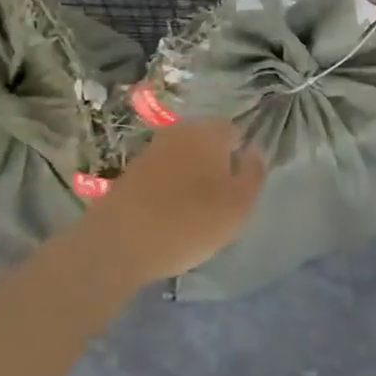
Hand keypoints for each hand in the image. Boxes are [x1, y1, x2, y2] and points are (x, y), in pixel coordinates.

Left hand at [73, 121, 265, 287]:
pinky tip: (171, 214)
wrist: (119, 243)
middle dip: (217, 164)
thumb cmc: (190, 222)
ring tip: (197, 211)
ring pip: (184, 158)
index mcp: (209, 132)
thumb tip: (255, 151)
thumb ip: (253, 173)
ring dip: (192, 177)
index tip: (242, 185)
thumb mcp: (238, 205)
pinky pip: (163, 174)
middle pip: (208, 143)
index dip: (242, 156)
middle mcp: (179, 132)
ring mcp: (152, 150)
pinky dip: (170, 188)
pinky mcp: (131, 171)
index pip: (234, 132)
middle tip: (223, 200)